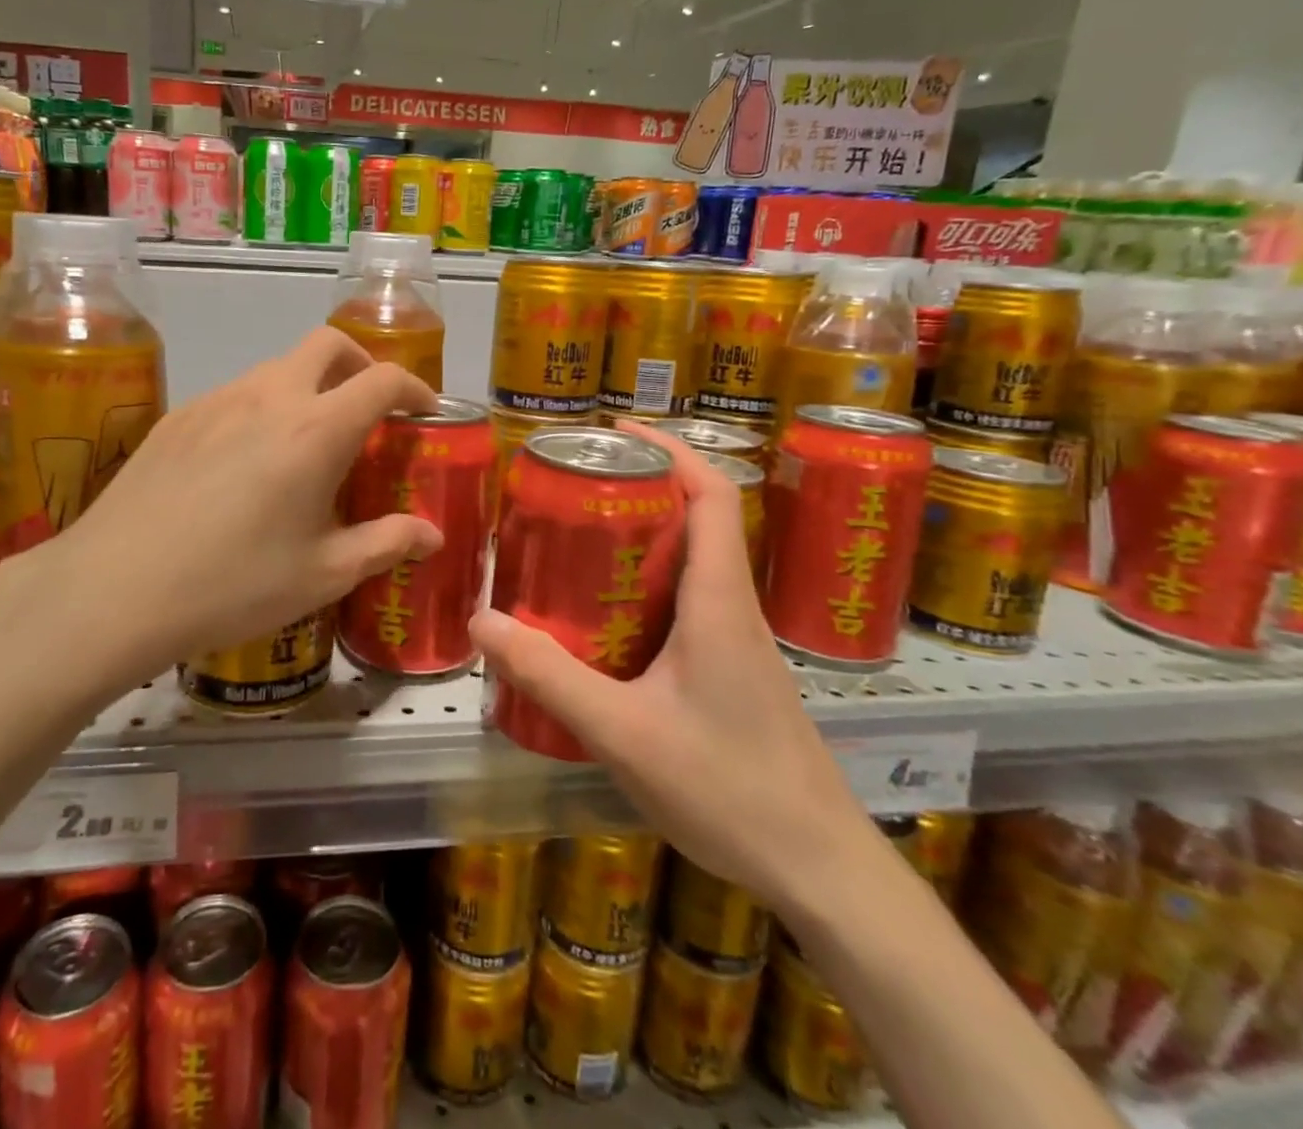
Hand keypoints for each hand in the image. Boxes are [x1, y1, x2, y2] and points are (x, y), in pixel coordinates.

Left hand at [6, 328, 442, 684]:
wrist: (114, 589)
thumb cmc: (233, 584)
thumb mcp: (323, 574)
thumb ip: (386, 543)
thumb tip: (432, 535)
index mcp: (316, 430)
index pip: (382, 380)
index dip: (414, 388)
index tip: (423, 412)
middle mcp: (269, 396)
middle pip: (328, 344)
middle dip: (360, 364)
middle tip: (367, 411)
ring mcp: (217, 399)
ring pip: (278, 367)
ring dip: (308, 387)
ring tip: (305, 445)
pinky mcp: (178, 416)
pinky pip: (236, 393)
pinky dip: (263, 408)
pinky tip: (245, 464)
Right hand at [470, 421, 873, 903]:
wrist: (821, 872)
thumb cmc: (729, 789)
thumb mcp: (623, 732)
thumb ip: (550, 675)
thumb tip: (482, 621)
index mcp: (718, 601)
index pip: (712, 495)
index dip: (670, 449)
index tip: (616, 431)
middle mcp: (733, 608)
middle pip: (697, 519)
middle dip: (641, 489)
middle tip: (575, 487)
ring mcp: (737, 643)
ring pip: (692, 564)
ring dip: (643, 539)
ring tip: (576, 542)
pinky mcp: (734, 674)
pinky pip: (688, 605)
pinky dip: (647, 588)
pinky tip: (603, 621)